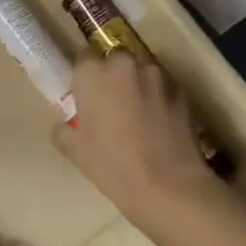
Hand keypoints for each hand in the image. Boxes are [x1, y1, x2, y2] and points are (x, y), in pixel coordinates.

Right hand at [59, 52, 224, 226]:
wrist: (169, 186)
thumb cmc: (113, 166)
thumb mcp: (74, 150)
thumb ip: (65, 128)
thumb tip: (70, 123)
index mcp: (92, 73)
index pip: (83, 59)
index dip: (85, 79)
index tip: (86, 98)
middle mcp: (123, 63)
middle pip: (114, 59)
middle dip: (112, 76)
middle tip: (111, 106)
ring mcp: (156, 74)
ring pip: (141, 70)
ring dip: (137, 84)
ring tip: (139, 114)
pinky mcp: (181, 89)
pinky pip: (162, 85)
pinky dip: (158, 96)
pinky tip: (159, 122)